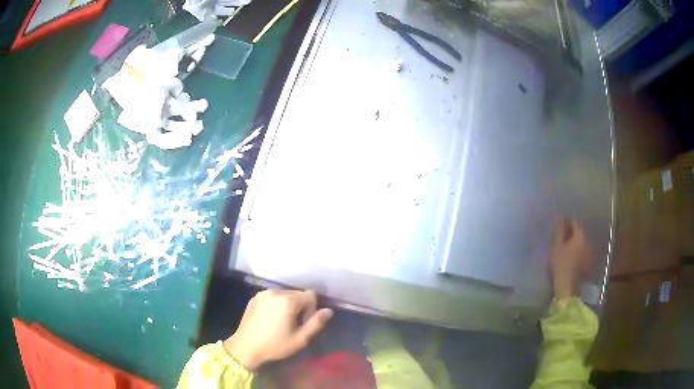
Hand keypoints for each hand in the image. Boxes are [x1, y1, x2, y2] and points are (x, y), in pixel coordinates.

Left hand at [223, 289, 332, 370]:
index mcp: (287, 300)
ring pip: (285, 295)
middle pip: (297, 294)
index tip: (302, 324)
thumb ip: (316, 323)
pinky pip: (273, 297)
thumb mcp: (300, 339)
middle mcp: (275, 292)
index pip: (310, 295)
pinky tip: (270, 320)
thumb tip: (328, 311)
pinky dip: (276, 305)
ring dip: (288, 305)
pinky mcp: (254, 297)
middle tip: (293, 325)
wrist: (245, 347)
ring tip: (281, 323)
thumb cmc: (275, 345)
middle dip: (300, 307)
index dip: (311, 310)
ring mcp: (263, 293)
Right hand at [549, 219, 592, 299]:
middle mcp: (588, 242)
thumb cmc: (560, 264)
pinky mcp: (588, 264)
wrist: (567, 287)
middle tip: (561, 239)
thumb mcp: (556, 246)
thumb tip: (559, 216)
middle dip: (571, 234)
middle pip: (579, 233)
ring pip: (582, 244)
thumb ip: (559, 231)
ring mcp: (589, 253)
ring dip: (575, 244)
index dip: (566, 223)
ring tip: (566, 249)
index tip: (559, 228)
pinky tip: (571, 258)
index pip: (575, 223)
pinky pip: (583, 253)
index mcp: (580, 235)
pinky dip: (577, 253)